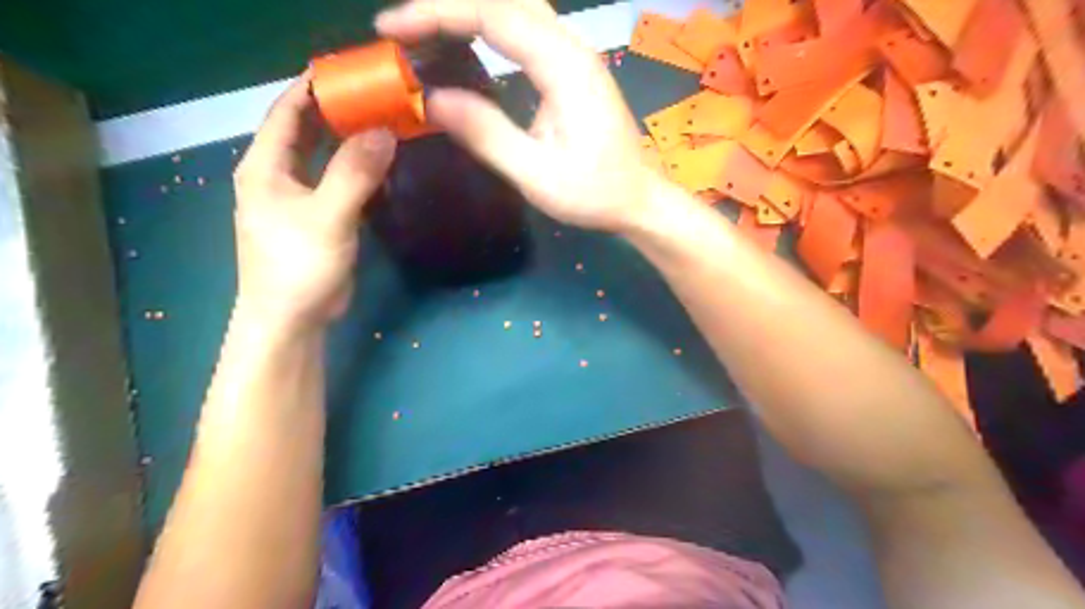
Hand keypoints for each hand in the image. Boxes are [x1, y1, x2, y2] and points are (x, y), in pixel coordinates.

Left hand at [234, 77, 396, 332]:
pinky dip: (355, 168)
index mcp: (264, 166)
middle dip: (336, 111)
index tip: (351, 72)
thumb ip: (354, 173)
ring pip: (323, 156)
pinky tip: (380, 163)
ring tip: (383, 122)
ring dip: (348, 139)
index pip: (287, 111)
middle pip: (305, 130)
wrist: (291, 319)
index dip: (314, 87)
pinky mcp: (317, 217)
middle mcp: (277, 175)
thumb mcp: (327, 216)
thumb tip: (385, 131)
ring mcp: (297, 197)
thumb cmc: (298, 265)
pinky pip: (336, 181)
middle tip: (377, 96)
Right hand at [377, 1, 666, 232]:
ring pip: (515, 8)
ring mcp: (574, 54)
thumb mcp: (536, 173)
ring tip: (423, 32)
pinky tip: (465, 41)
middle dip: (446, 6)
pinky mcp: (572, 68)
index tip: (391, 30)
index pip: (492, 15)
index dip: (436, 14)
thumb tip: (431, 99)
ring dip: (467, 13)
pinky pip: (525, 29)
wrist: (638, 199)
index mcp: (564, 66)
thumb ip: (486, 134)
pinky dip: (487, 27)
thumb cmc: (594, 193)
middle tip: (402, 31)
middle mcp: (571, 46)